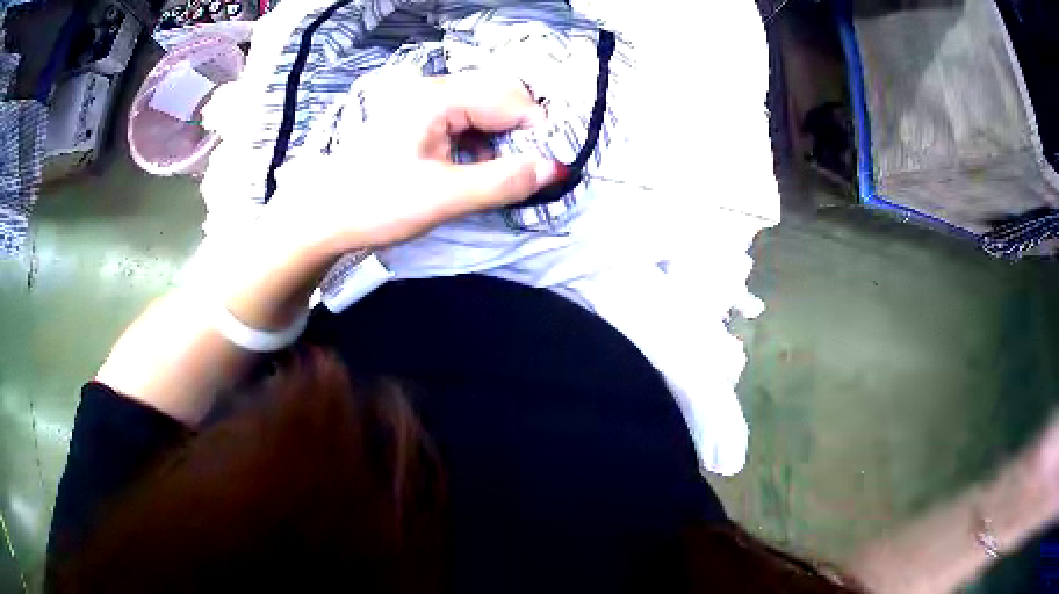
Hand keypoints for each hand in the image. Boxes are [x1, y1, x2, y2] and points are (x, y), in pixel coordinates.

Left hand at [267, 71, 559, 254]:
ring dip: (502, 135)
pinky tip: (475, 165)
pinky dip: (482, 139)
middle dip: (521, 129)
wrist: (325, 216)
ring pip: (485, 105)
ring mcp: (425, 101)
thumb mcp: (443, 198)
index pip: (509, 99)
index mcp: (437, 98)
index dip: (536, 130)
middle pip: (500, 93)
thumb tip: (555, 169)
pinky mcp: (420, 117)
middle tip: (526, 168)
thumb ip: (502, 182)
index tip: (549, 166)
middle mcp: (433, 89)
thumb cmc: (376, 204)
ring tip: (500, 171)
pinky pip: (466, 117)